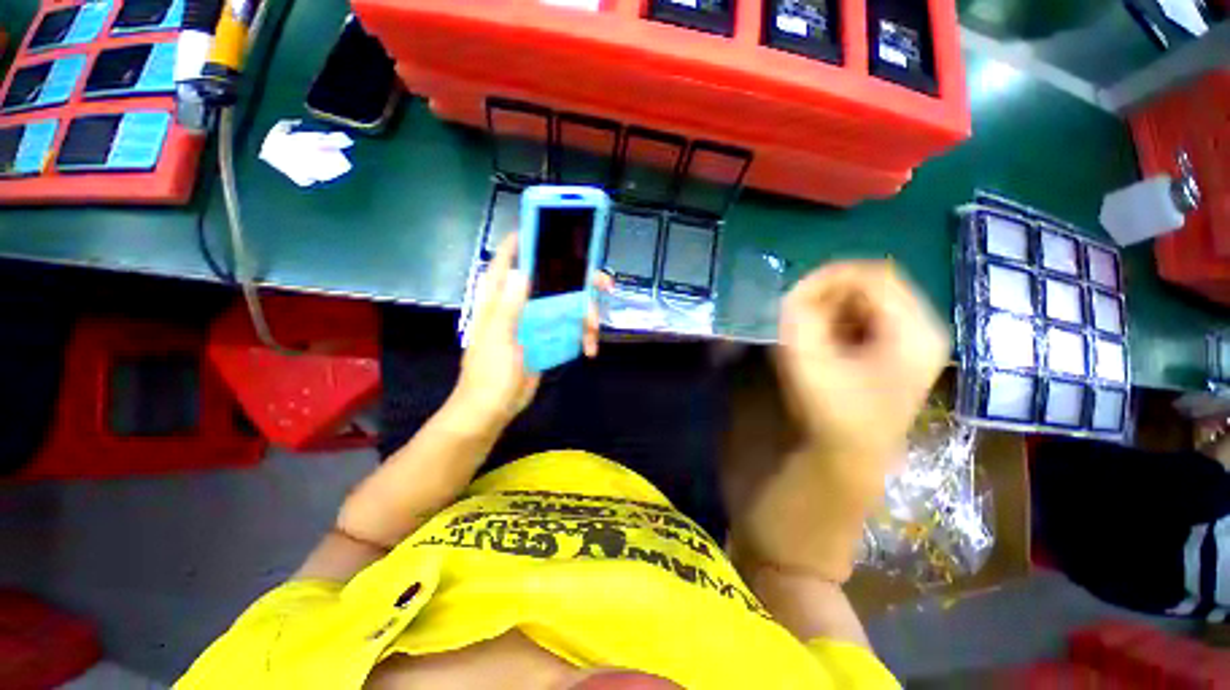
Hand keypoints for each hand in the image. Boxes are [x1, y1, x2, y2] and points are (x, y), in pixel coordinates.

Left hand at [449, 234, 607, 431]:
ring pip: (567, 303)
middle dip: (580, 281)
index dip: (528, 238)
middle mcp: (519, 302)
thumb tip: (524, 271)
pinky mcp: (547, 336)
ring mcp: (535, 319)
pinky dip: (583, 334)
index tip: (554, 228)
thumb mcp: (498, 340)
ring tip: (593, 333)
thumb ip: (508, 306)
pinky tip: (589, 347)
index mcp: (499, 296)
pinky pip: (570, 326)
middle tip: (604, 285)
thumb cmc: (490, 374)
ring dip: (585, 314)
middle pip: (553, 278)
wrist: (494, 408)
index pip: (510, 257)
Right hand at [774, 261, 948, 465]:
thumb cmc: (830, 410)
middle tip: (801, 312)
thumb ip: (800, 315)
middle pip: (876, 285)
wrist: (851, 454)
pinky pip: (871, 317)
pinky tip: (827, 340)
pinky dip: (843, 320)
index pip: (874, 275)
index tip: (796, 293)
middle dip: (832, 293)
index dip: (830, 276)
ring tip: (811, 328)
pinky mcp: (903, 351)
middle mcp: (924, 329)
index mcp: (913, 330)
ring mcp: (916, 341)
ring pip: (872, 300)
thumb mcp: (807, 357)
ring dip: (835, 307)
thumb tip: (800, 290)